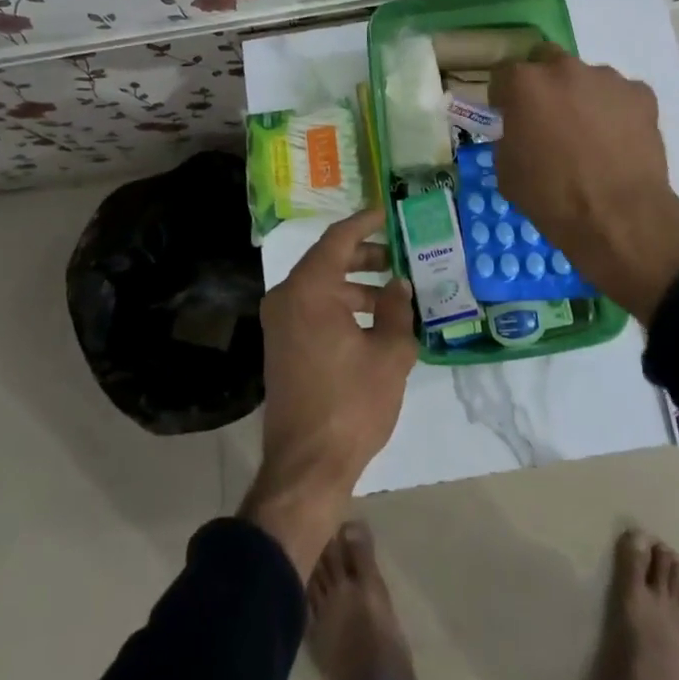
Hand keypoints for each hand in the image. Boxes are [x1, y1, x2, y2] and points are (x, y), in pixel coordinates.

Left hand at [241, 207, 415, 574]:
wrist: (306, 466)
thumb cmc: (352, 403)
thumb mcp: (389, 353)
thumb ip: (396, 310)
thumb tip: (398, 286)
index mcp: (309, 290)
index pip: (338, 239)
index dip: (365, 222)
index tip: (387, 213)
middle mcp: (287, 298)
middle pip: (327, 260)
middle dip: (364, 255)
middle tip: (398, 255)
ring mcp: (280, 323)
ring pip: (320, 286)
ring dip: (354, 284)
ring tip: (392, 292)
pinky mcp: (282, 346)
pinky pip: (313, 308)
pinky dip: (340, 305)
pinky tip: (371, 320)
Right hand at [490, 48, 678, 322]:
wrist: (620, 218)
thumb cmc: (552, 198)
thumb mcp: (507, 172)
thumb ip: (508, 138)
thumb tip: (518, 132)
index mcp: (524, 84)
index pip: (503, 74)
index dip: (504, 97)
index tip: (508, 117)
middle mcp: (564, 69)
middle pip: (546, 61)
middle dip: (544, 84)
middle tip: (549, 119)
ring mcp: (607, 78)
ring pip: (586, 78)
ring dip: (581, 97)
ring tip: (590, 137)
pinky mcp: (641, 94)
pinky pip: (620, 96)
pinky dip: (615, 112)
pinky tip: (618, 143)